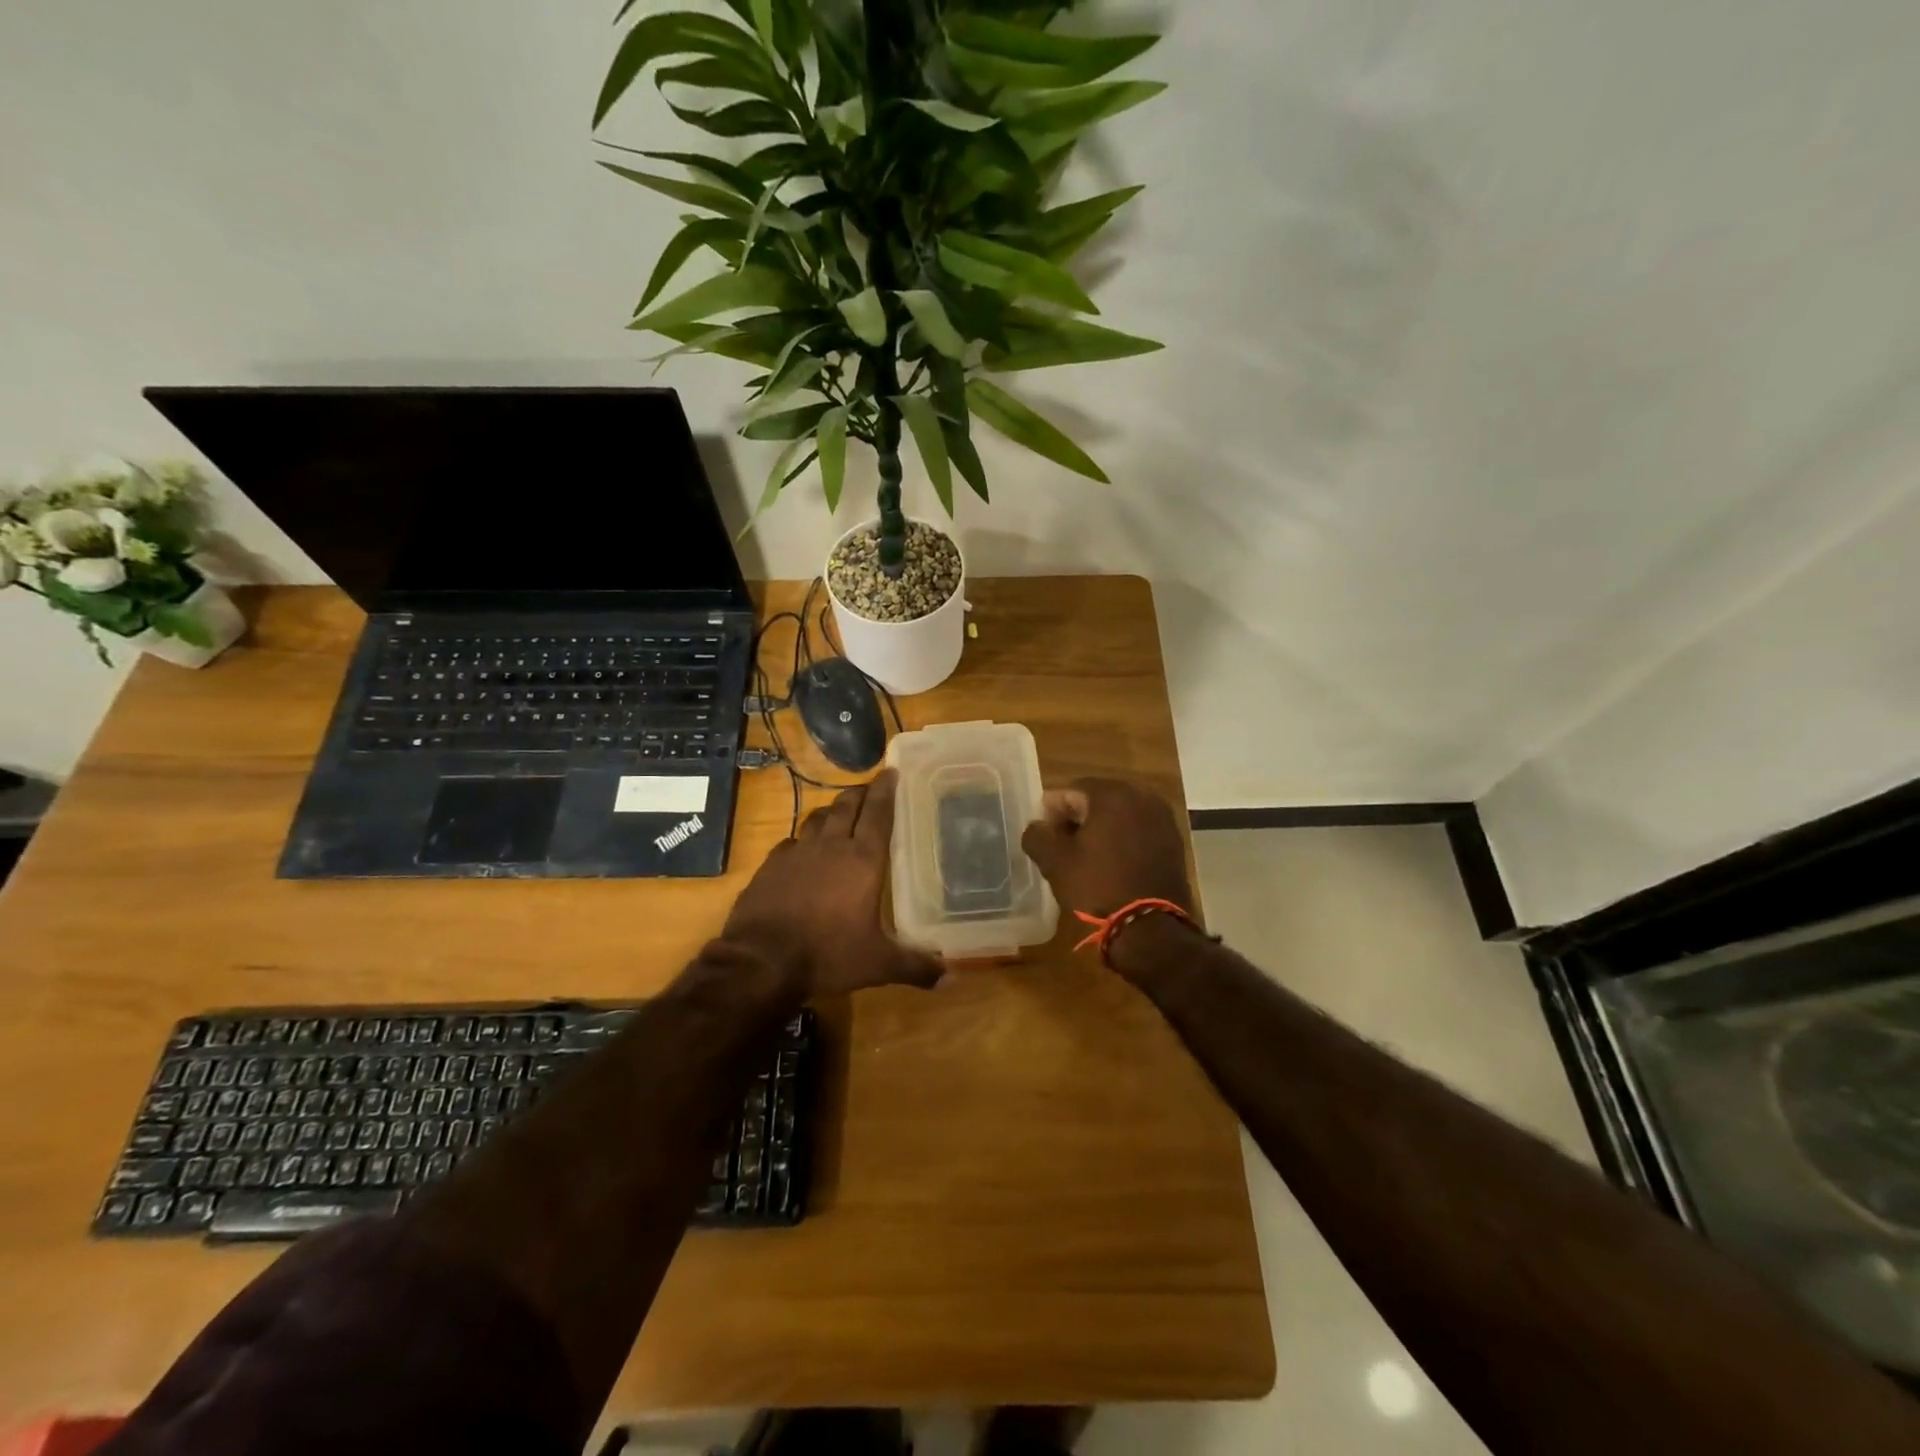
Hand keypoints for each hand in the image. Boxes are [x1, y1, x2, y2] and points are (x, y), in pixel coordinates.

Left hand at [723, 769, 942, 995]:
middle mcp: (831, 847)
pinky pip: (791, 842)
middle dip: (860, 793)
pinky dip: (802, 839)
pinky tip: (802, 848)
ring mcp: (797, 853)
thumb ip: (915, 966)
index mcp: (863, 860)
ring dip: (831, 811)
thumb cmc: (828, 954)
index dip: (886, 791)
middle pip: (847, 807)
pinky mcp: (770, 865)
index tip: (891, 772)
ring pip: (818, 819)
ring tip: (839, 812)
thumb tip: (951, 977)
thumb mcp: (878, 964)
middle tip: (869, 788)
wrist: (761, 960)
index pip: (879, 814)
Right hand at [1020, 777, 1195, 920]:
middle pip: (1098, 800)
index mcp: (1112, 794)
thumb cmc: (1098, 887)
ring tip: (1086, 858)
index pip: (1071, 790)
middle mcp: (1142, 797)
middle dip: (1077, 819)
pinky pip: (1139, 832)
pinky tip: (1111, 865)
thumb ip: (1037, 835)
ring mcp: (1163, 820)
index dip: (1052, 812)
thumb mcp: (1055, 862)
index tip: (1044, 837)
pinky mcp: (1174, 843)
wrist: (1151, 929)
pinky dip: (1122, 842)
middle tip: (1062, 847)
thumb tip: (1038, 827)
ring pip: (1120, 816)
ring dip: (1101, 831)